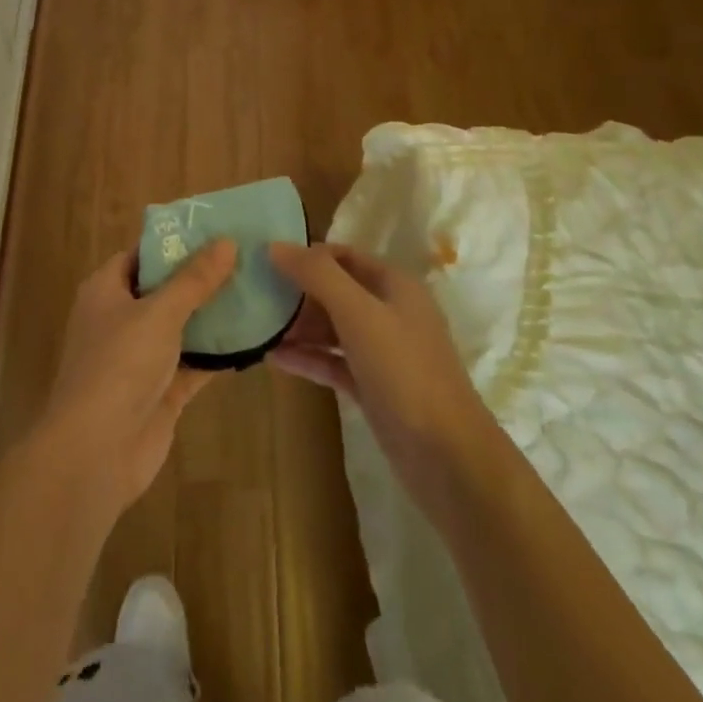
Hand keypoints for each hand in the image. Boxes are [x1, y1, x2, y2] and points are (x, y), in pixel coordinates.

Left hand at [31, 240, 236, 519]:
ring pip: (181, 327)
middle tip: (245, 257)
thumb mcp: (158, 313)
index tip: (214, 230)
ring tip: (256, 290)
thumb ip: (194, 279)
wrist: (96, 453)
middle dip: (200, 277)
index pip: (141, 254)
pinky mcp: (160, 391)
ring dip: (213, 315)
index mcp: (106, 291)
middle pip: (164, 289)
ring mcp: (140, 358)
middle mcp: (120, 319)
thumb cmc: (118, 366)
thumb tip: (226, 241)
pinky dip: (218, 354)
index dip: (173, 241)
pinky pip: (194, 363)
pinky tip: (253, 339)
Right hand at [266, 243, 498, 515]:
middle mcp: (390, 313)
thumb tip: (275, 245)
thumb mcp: (359, 313)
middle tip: (256, 296)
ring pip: (333, 328)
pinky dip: (307, 358)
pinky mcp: (373, 387)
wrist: (446, 456)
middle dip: (298, 292)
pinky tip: (274, 358)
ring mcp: (382, 353)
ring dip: (299, 326)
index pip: (344, 256)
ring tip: (258, 327)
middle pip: (336, 291)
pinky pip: (333, 362)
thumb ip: (317, 275)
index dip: (308, 255)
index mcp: (394, 286)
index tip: (267, 261)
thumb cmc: (404, 371)